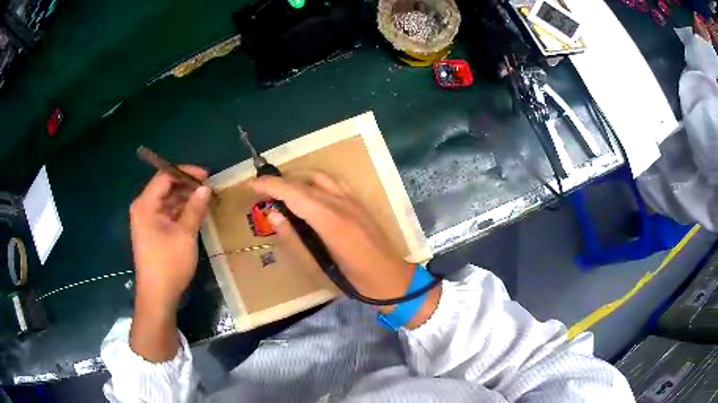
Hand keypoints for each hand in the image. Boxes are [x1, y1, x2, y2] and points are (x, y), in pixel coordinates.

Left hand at [129, 166, 210, 360]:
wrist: (158, 296)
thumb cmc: (169, 263)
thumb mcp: (185, 234)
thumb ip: (195, 208)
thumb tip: (205, 188)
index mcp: (146, 204)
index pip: (165, 177)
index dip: (186, 173)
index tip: (207, 176)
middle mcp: (143, 208)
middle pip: (165, 188)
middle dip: (187, 187)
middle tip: (209, 189)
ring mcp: (147, 221)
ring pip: (167, 201)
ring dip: (185, 200)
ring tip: (206, 201)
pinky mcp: (152, 232)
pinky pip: (167, 214)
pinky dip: (181, 212)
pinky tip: (197, 214)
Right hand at [249, 172, 439, 327]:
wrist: (391, 278)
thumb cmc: (354, 281)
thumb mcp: (318, 268)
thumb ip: (294, 240)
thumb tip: (273, 215)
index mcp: (330, 221)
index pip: (294, 193)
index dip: (270, 186)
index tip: (251, 185)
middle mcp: (342, 204)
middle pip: (304, 182)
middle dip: (279, 182)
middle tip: (261, 191)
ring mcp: (353, 200)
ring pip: (319, 177)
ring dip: (296, 178)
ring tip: (281, 190)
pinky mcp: (359, 202)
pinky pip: (332, 182)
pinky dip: (314, 181)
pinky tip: (308, 193)